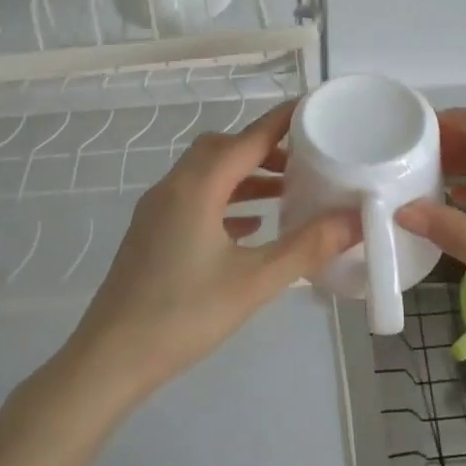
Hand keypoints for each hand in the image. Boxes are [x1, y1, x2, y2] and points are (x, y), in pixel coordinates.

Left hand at [63, 99, 360, 403]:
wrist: (110, 358)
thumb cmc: (184, 315)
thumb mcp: (254, 282)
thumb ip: (307, 247)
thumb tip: (355, 219)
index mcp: (197, 187)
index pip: (248, 138)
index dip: (282, 121)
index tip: (314, 107)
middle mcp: (174, 187)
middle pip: (223, 149)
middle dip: (264, 148)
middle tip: (304, 161)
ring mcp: (158, 210)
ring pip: (207, 174)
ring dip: (245, 176)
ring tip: (286, 193)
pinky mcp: (152, 233)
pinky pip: (195, 199)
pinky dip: (226, 200)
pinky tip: (250, 227)